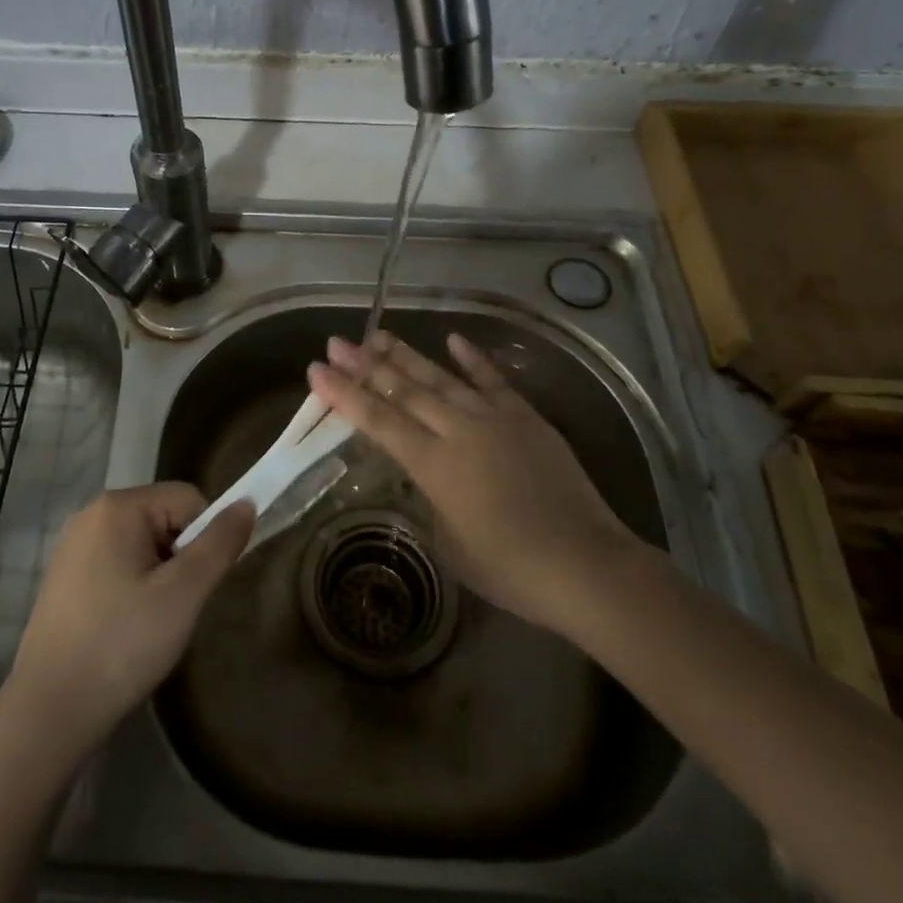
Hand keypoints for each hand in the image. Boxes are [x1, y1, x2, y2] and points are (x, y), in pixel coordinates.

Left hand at [5, 482, 253, 758]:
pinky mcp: (65, 577)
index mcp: (118, 507)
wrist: (50, 713)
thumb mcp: (184, 593)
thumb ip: (219, 544)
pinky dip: (133, 588)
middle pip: (164, 519)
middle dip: (180, 558)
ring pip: (143, 545)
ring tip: (150, 623)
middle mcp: (91, 514)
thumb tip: (247, 504)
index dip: (206, 538)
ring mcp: (73, 546)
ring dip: (159, 576)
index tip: (197, 586)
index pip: (188, 499)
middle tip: (174, 608)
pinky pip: (118, 564)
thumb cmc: (122, 645)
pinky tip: (126, 629)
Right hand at [308, 331, 641, 636]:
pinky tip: (452, 339)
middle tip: (338, 342)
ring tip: (379, 333)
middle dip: (365, 364)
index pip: (378, 420)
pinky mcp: (526, 417)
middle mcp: (458, 431)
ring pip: (441, 377)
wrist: (586, 564)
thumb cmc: (511, 569)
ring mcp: (494, 418)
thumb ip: (431, 499)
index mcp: (434, 465)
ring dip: (407, 355)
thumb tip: (428, 475)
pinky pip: (493, 380)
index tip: (317, 370)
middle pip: (403, 390)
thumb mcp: (450, 543)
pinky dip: (471, 358)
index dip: (345, 394)